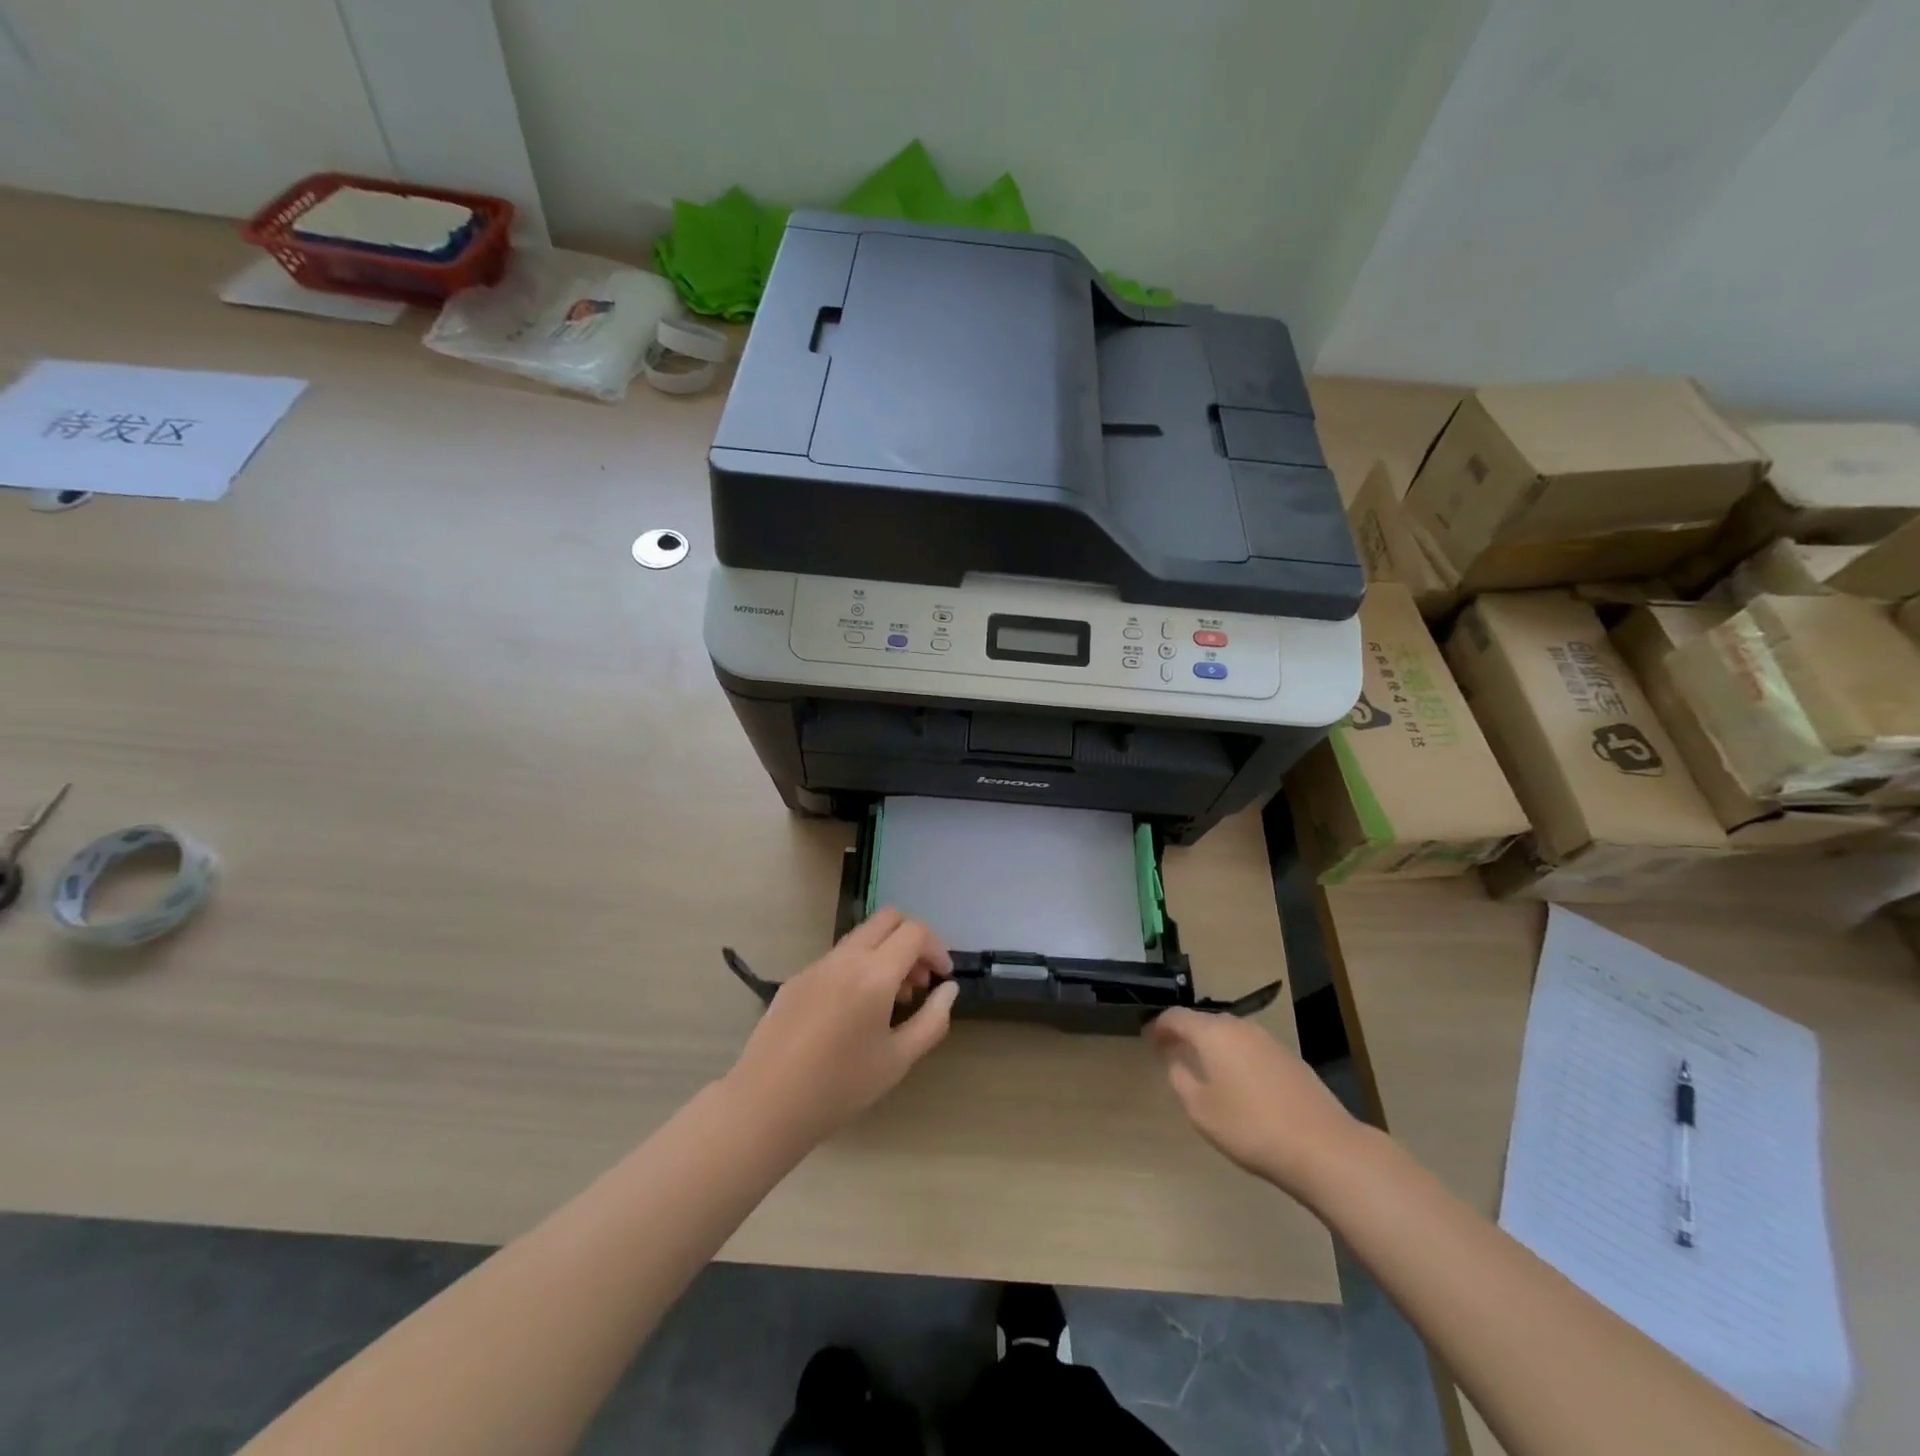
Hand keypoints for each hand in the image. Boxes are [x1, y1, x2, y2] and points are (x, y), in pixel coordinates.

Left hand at [726, 909, 957, 1144]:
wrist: (766, 1104)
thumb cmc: (840, 1087)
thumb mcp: (898, 1060)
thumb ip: (932, 1020)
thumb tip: (949, 989)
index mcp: (874, 974)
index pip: (915, 932)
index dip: (937, 948)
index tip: (942, 978)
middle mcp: (846, 958)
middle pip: (888, 918)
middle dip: (912, 939)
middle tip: (918, 980)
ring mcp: (817, 965)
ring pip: (861, 935)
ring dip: (885, 952)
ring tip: (890, 1000)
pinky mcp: (797, 978)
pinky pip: (838, 957)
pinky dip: (859, 966)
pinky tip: (854, 1011)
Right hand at [1151, 1008, 1367, 1196]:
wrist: (1323, 1147)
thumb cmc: (1251, 1127)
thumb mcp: (1200, 1110)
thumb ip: (1180, 1079)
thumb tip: (1176, 1061)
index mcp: (1213, 1033)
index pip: (1177, 1016)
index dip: (1160, 1026)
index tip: (1149, 1040)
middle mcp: (1240, 1027)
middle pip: (1205, 1022)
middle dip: (1187, 1035)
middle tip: (1173, 1054)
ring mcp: (1269, 1041)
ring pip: (1231, 1035)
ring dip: (1214, 1046)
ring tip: (1205, 1070)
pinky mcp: (1291, 1058)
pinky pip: (1251, 1049)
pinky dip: (1237, 1058)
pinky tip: (1240, 1084)